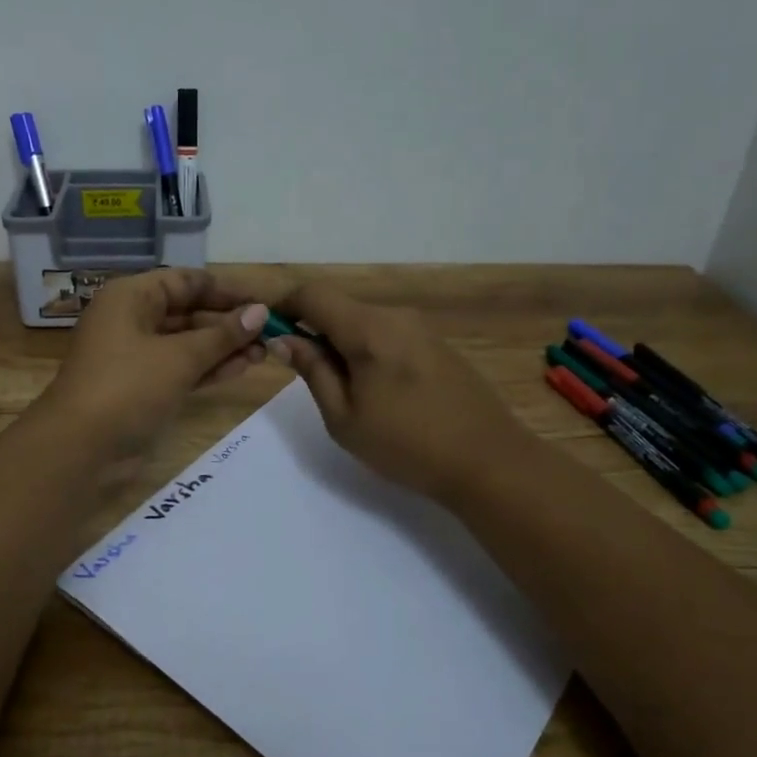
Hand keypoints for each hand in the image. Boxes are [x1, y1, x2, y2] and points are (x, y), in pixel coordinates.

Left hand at [39, 269, 268, 465]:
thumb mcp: (179, 357)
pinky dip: (207, 368)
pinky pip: (180, 368)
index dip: (226, 290)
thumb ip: (222, 335)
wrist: (80, 447)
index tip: (263, 302)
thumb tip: (260, 312)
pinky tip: (242, 369)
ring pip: (186, 343)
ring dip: (223, 347)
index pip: (186, 281)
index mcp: (131, 297)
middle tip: (270, 333)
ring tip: (265, 353)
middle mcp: (131, 319)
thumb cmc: (128, 387)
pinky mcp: (141, 386)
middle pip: (187, 311)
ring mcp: (135, 355)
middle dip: (228, 322)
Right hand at [268, 284, 524, 501]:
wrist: (488, 461)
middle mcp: (396, 316)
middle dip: (313, 329)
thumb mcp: (344, 417)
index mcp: (368, 328)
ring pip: (365, 322)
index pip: (313, 294)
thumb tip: (285, 339)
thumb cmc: (406, 444)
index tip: (268, 332)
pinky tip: (379, 392)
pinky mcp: (438, 345)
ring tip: (343, 391)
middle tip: (303, 374)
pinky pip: (389, 335)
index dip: (284, 306)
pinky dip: (369, 351)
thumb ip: (312, 370)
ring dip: (342, 343)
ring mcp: (422, 329)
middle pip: (340, 307)